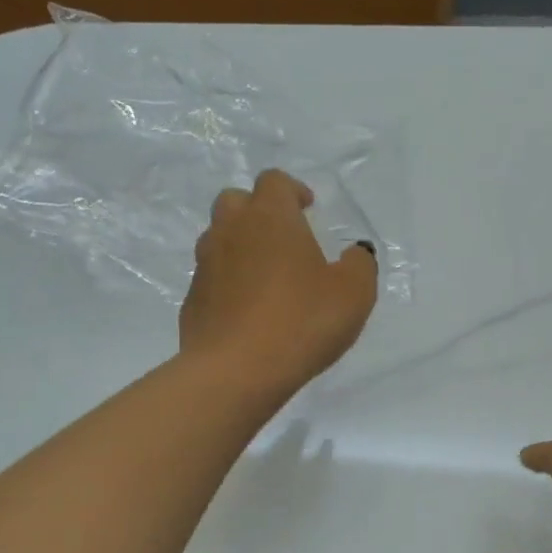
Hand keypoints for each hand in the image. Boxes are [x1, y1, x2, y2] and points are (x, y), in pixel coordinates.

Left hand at [180, 170, 378, 394]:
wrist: (235, 371)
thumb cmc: (301, 322)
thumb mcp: (353, 294)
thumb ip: (359, 265)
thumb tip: (354, 253)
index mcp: (270, 217)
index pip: (274, 181)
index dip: (292, 190)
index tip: (308, 209)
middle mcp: (231, 231)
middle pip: (236, 201)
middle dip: (258, 211)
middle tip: (284, 238)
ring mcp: (205, 265)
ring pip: (219, 238)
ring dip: (240, 246)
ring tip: (266, 276)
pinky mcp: (192, 300)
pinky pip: (211, 278)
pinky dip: (228, 283)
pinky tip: (247, 311)